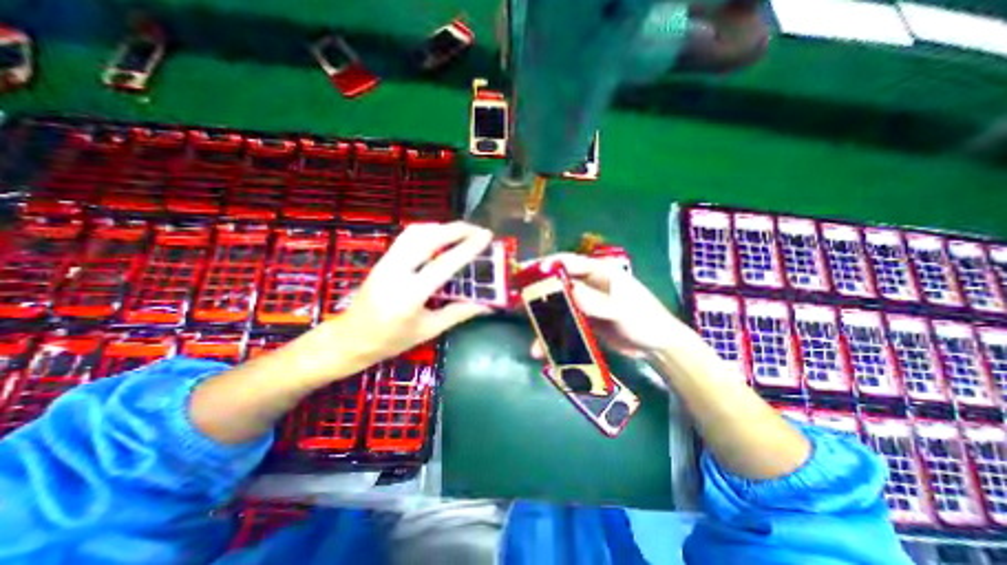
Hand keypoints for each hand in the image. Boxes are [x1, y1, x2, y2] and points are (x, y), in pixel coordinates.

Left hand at [286, 222, 494, 381]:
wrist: (350, 338)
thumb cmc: (391, 340)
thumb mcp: (428, 330)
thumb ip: (458, 313)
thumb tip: (487, 306)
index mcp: (410, 294)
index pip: (444, 264)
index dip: (468, 248)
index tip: (486, 237)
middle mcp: (396, 271)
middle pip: (428, 238)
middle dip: (457, 229)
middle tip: (478, 230)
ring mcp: (387, 262)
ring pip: (416, 232)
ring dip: (442, 227)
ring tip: (463, 231)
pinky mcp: (383, 259)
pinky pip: (407, 237)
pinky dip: (428, 231)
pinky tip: (440, 236)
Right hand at [530, 254, 680, 358]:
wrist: (657, 346)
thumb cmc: (643, 319)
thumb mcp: (621, 309)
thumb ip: (595, 301)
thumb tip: (568, 291)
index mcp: (599, 273)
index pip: (568, 263)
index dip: (546, 265)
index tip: (526, 271)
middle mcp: (589, 285)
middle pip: (558, 284)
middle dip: (538, 292)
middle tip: (517, 298)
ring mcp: (586, 304)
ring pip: (559, 307)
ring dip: (544, 320)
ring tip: (529, 333)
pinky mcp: (585, 321)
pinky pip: (565, 324)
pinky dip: (554, 335)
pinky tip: (544, 349)